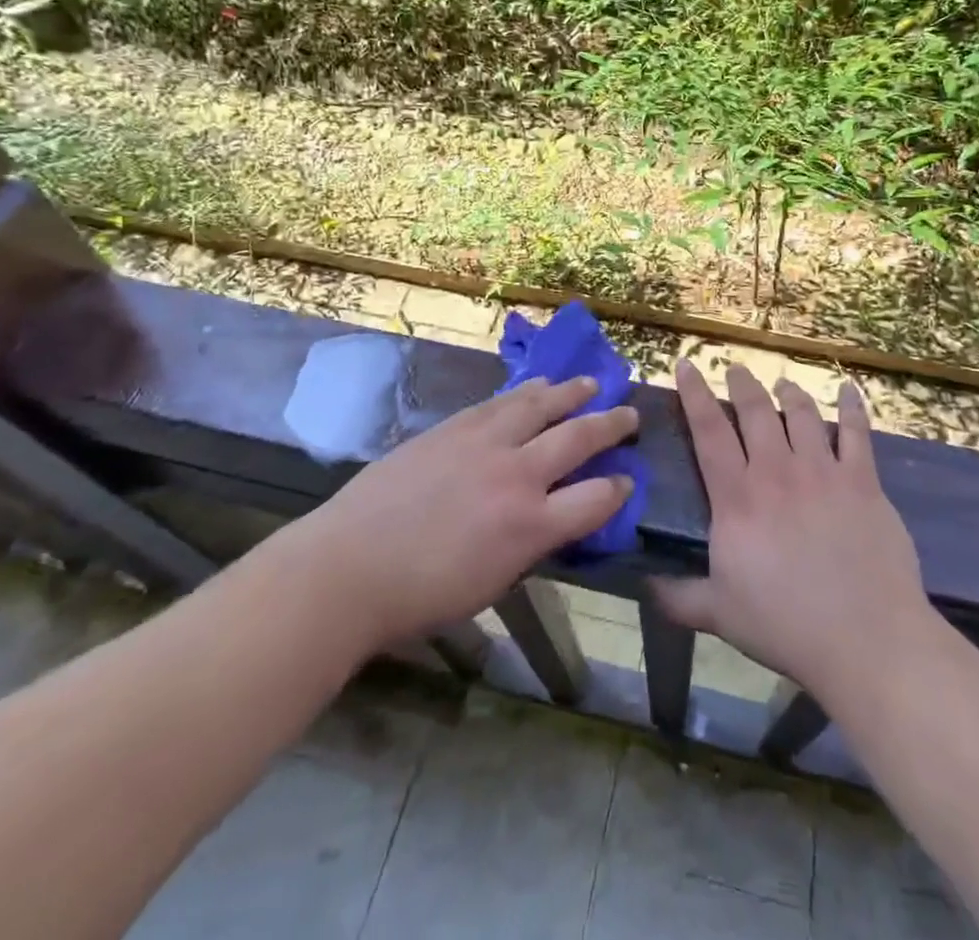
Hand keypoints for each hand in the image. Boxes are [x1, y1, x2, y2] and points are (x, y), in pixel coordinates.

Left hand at [292, 376, 635, 650]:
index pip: (597, 499)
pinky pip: (501, 401)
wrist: (349, 566)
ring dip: (572, 392)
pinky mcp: (454, 427)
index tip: (626, 480)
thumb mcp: (493, 582)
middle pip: (579, 437)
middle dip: (611, 424)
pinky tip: (537, 385)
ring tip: (590, 383)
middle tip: (630, 414)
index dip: (619, 489)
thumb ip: (530, 544)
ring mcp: (485, 443)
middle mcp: (518, 475)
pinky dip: (527, 391)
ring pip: (541, 405)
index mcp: (531, 526)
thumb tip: (551, 518)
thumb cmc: (421, 595)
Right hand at [653, 362, 933, 701]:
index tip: (687, 365)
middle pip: (755, 411)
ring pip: (802, 414)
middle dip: (742, 384)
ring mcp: (823, 472)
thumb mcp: (718, 615)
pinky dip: (852, 407)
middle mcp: (777, 472)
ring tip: (782, 383)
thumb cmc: (785, 625)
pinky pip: (857, 433)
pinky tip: (848, 389)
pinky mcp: (863, 482)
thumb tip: (641, 585)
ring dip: (789, 392)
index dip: (694, 394)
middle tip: (736, 369)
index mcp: (737, 498)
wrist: (864, 638)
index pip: (708, 431)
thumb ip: (678, 596)